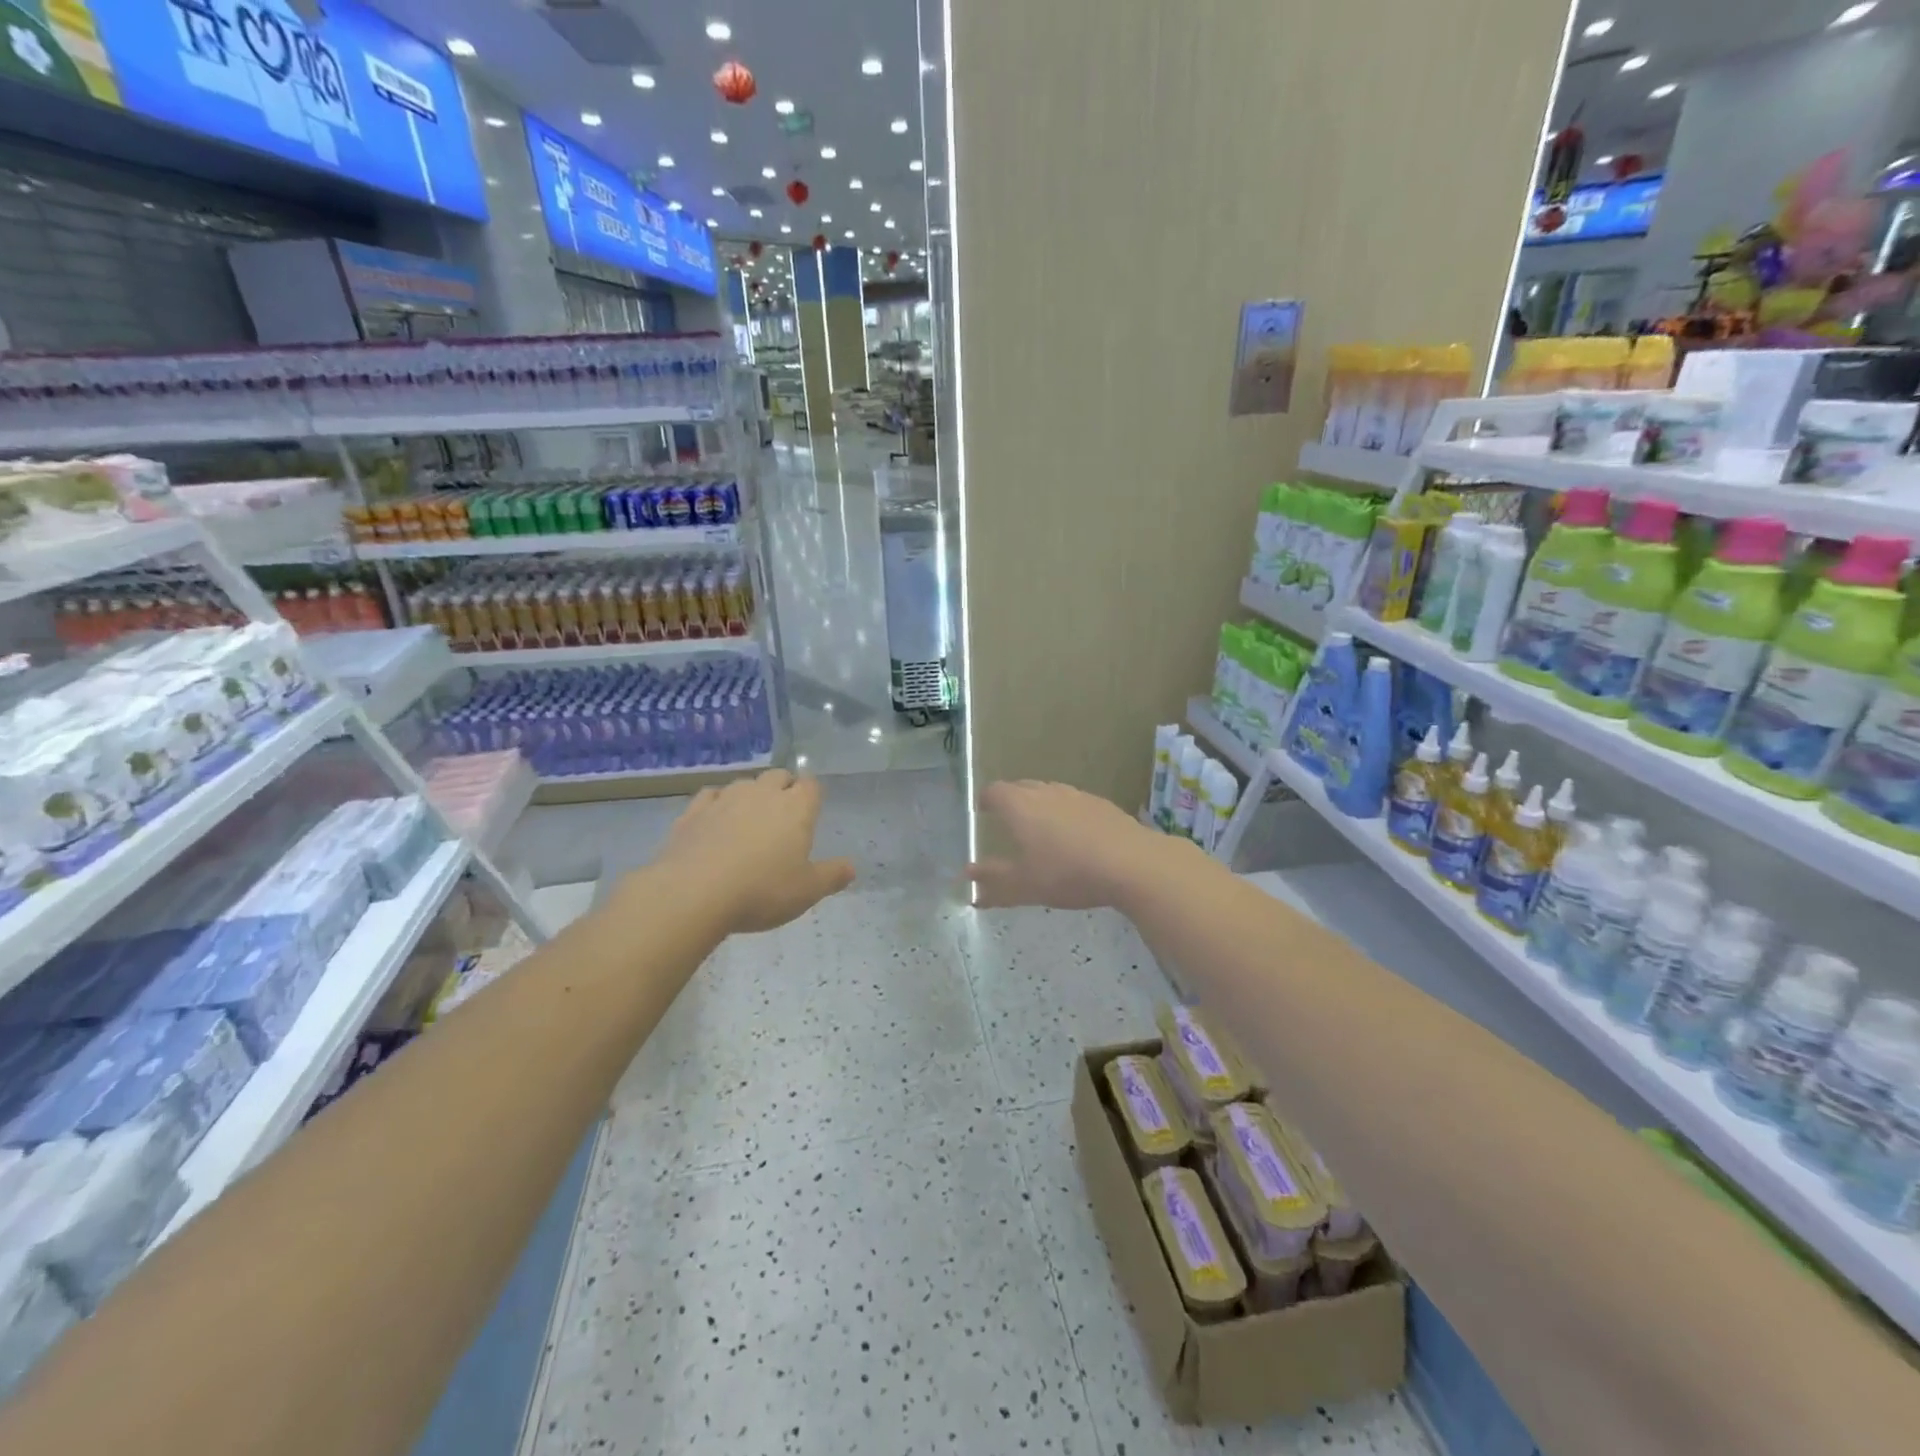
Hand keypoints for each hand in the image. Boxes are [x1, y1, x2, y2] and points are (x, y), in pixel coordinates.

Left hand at [660, 770, 854, 932]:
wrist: (693, 893)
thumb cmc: (761, 890)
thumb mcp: (807, 891)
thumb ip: (832, 876)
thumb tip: (851, 867)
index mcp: (796, 808)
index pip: (811, 785)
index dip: (812, 796)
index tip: (811, 812)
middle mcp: (762, 794)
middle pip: (778, 776)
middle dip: (783, 788)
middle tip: (783, 816)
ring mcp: (725, 799)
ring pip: (744, 783)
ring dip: (751, 795)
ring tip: (749, 820)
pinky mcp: (693, 811)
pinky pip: (710, 795)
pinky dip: (717, 803)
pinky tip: (715, 820)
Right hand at [967, 780, 1169, 910]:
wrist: (1131, 863)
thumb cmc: (1067, 873)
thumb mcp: (1024, 885)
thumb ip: (993, 881)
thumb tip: (967, 875)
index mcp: (1020, 806)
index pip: (995, 791)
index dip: (986, 800)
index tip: (983, 811)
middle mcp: (1046, 792)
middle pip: (1022, 787)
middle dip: (1012, 800)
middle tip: (1008, 821)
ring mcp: (1076, 795)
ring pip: (1050, 792)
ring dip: (1041, 805)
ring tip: (1042, 829)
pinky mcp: (1102, 804)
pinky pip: (1074, 803)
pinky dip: (1067, 814)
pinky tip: (1076, 837)